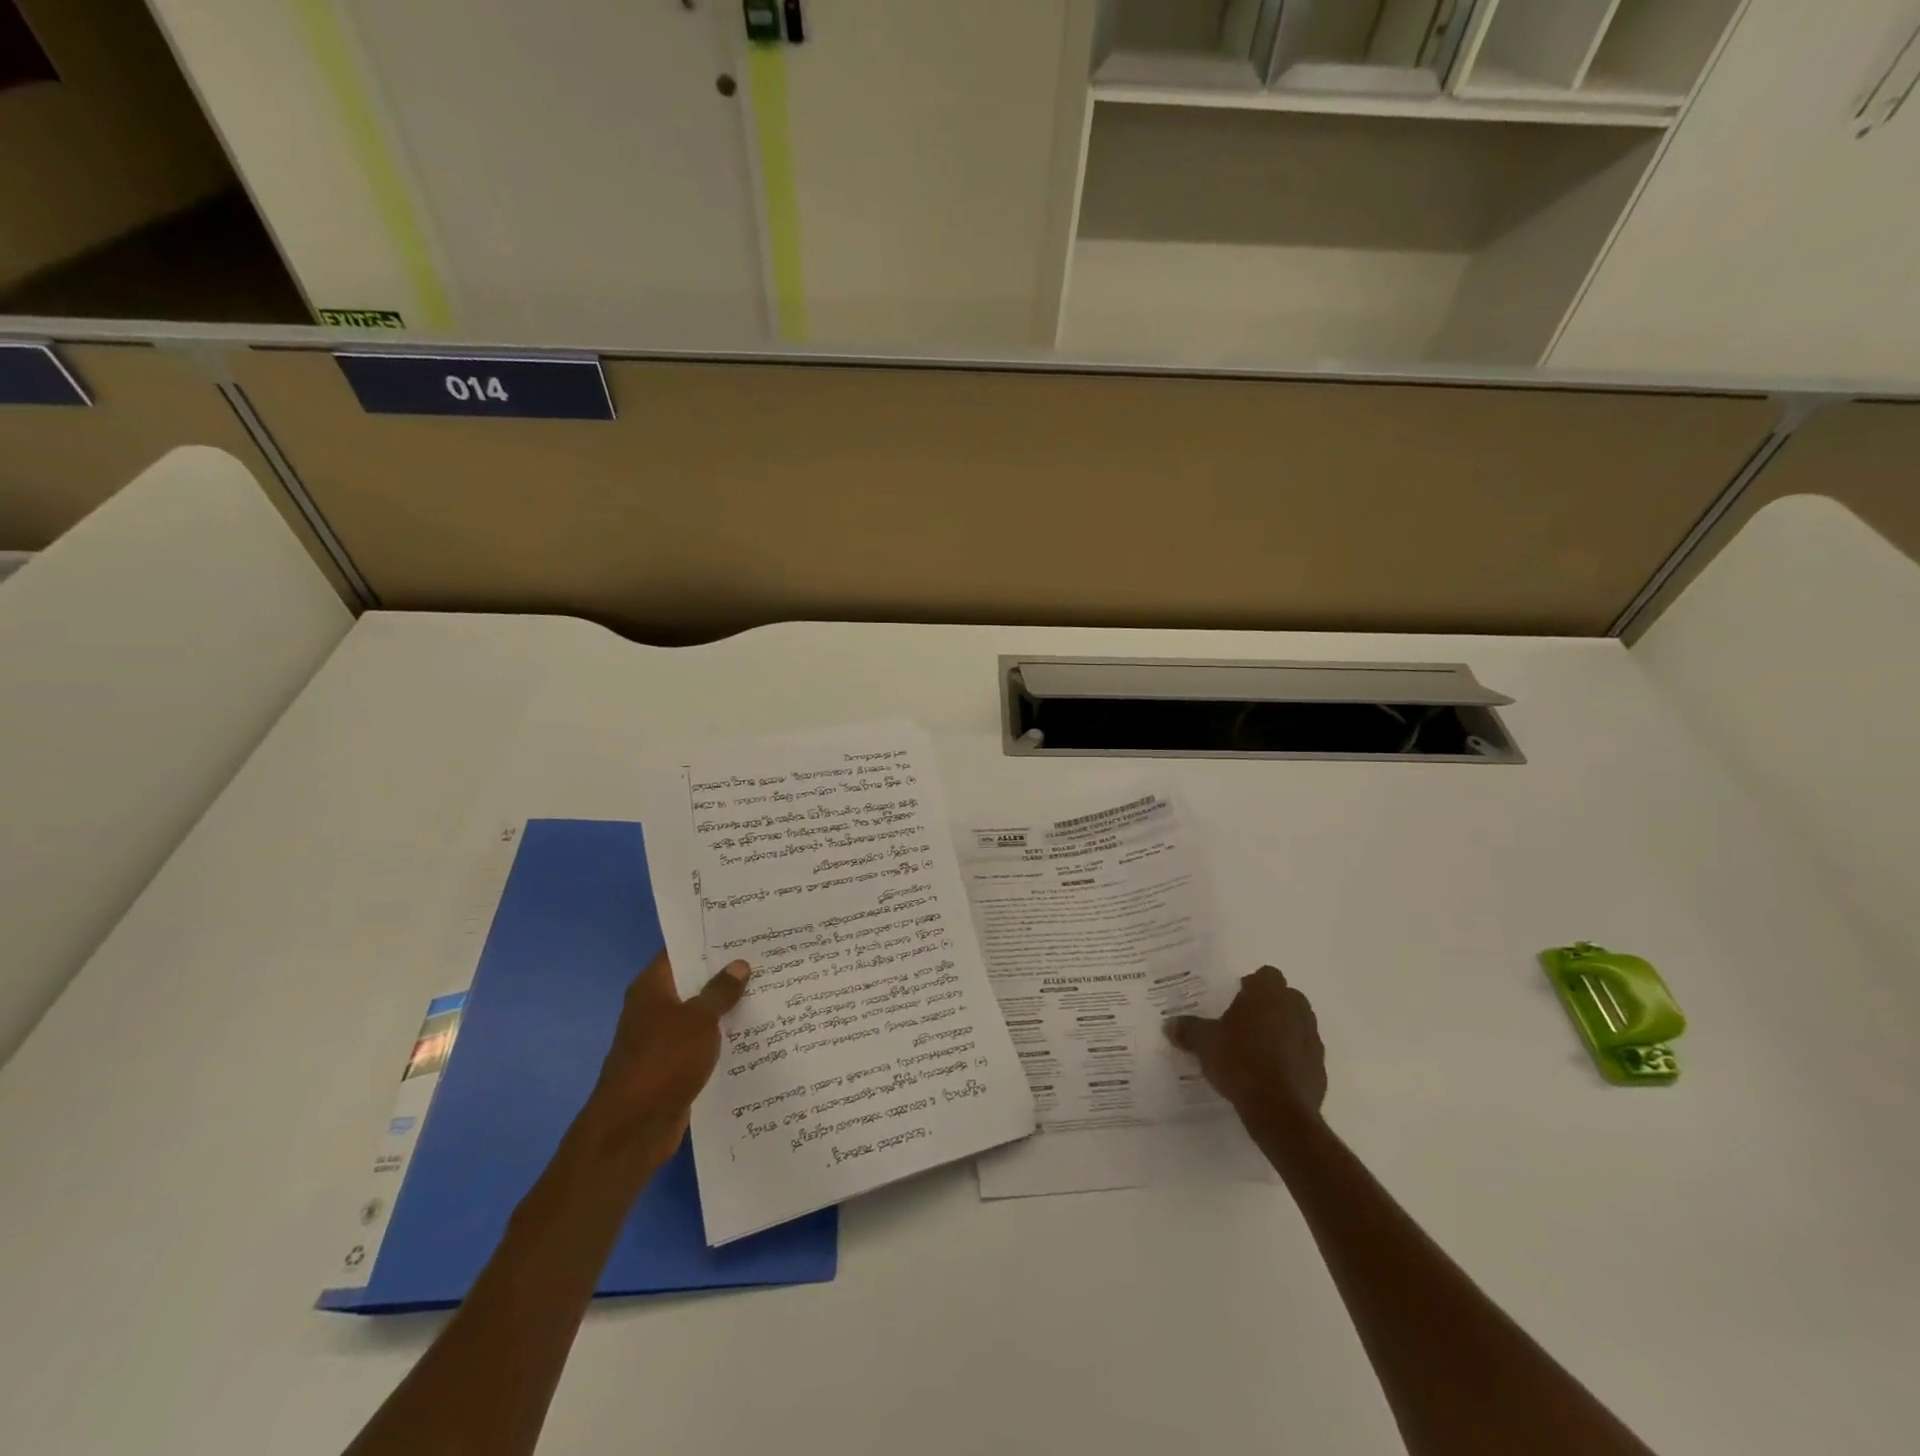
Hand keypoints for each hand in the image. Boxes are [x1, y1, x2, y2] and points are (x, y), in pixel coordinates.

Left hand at [585, 950, 749, 1165]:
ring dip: (727, 1007)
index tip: (743, 930)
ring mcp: (663, 1039)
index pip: (681, 951)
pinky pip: (703, 1043)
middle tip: (766, 957)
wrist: (633, 1129)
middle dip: (726, 972)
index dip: (709, 939)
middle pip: (694, 982)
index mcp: (652, 988)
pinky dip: (723, 1038)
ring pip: (701, 1014)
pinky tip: (755, 1032)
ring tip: (769, 989)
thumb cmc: (663, 1061)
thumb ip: (721, 991)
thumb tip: (739, 964)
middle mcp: (654, 1009)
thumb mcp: (698, 1020)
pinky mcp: (674, 1067)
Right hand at [1165, 965, 1326, 1122]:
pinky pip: (1304, 1054)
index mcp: (1268, 994)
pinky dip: (1292, 1058)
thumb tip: (1169, 1024)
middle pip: (1286, 997)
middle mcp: (1295, 1010)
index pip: (1266, 974)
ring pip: (1298, 1025)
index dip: (1252, 984)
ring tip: (1257, 1049)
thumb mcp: (1204, 1043)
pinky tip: (1271, 1074)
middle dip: (1269, 1006)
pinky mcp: (1320, 1068)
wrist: (1279, 1111)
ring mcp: (1312, 1039)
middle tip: (1245, 1022)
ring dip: (1283, 1031)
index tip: (1236, 998)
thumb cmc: (1239, 1062)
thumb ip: (1188, 1030)